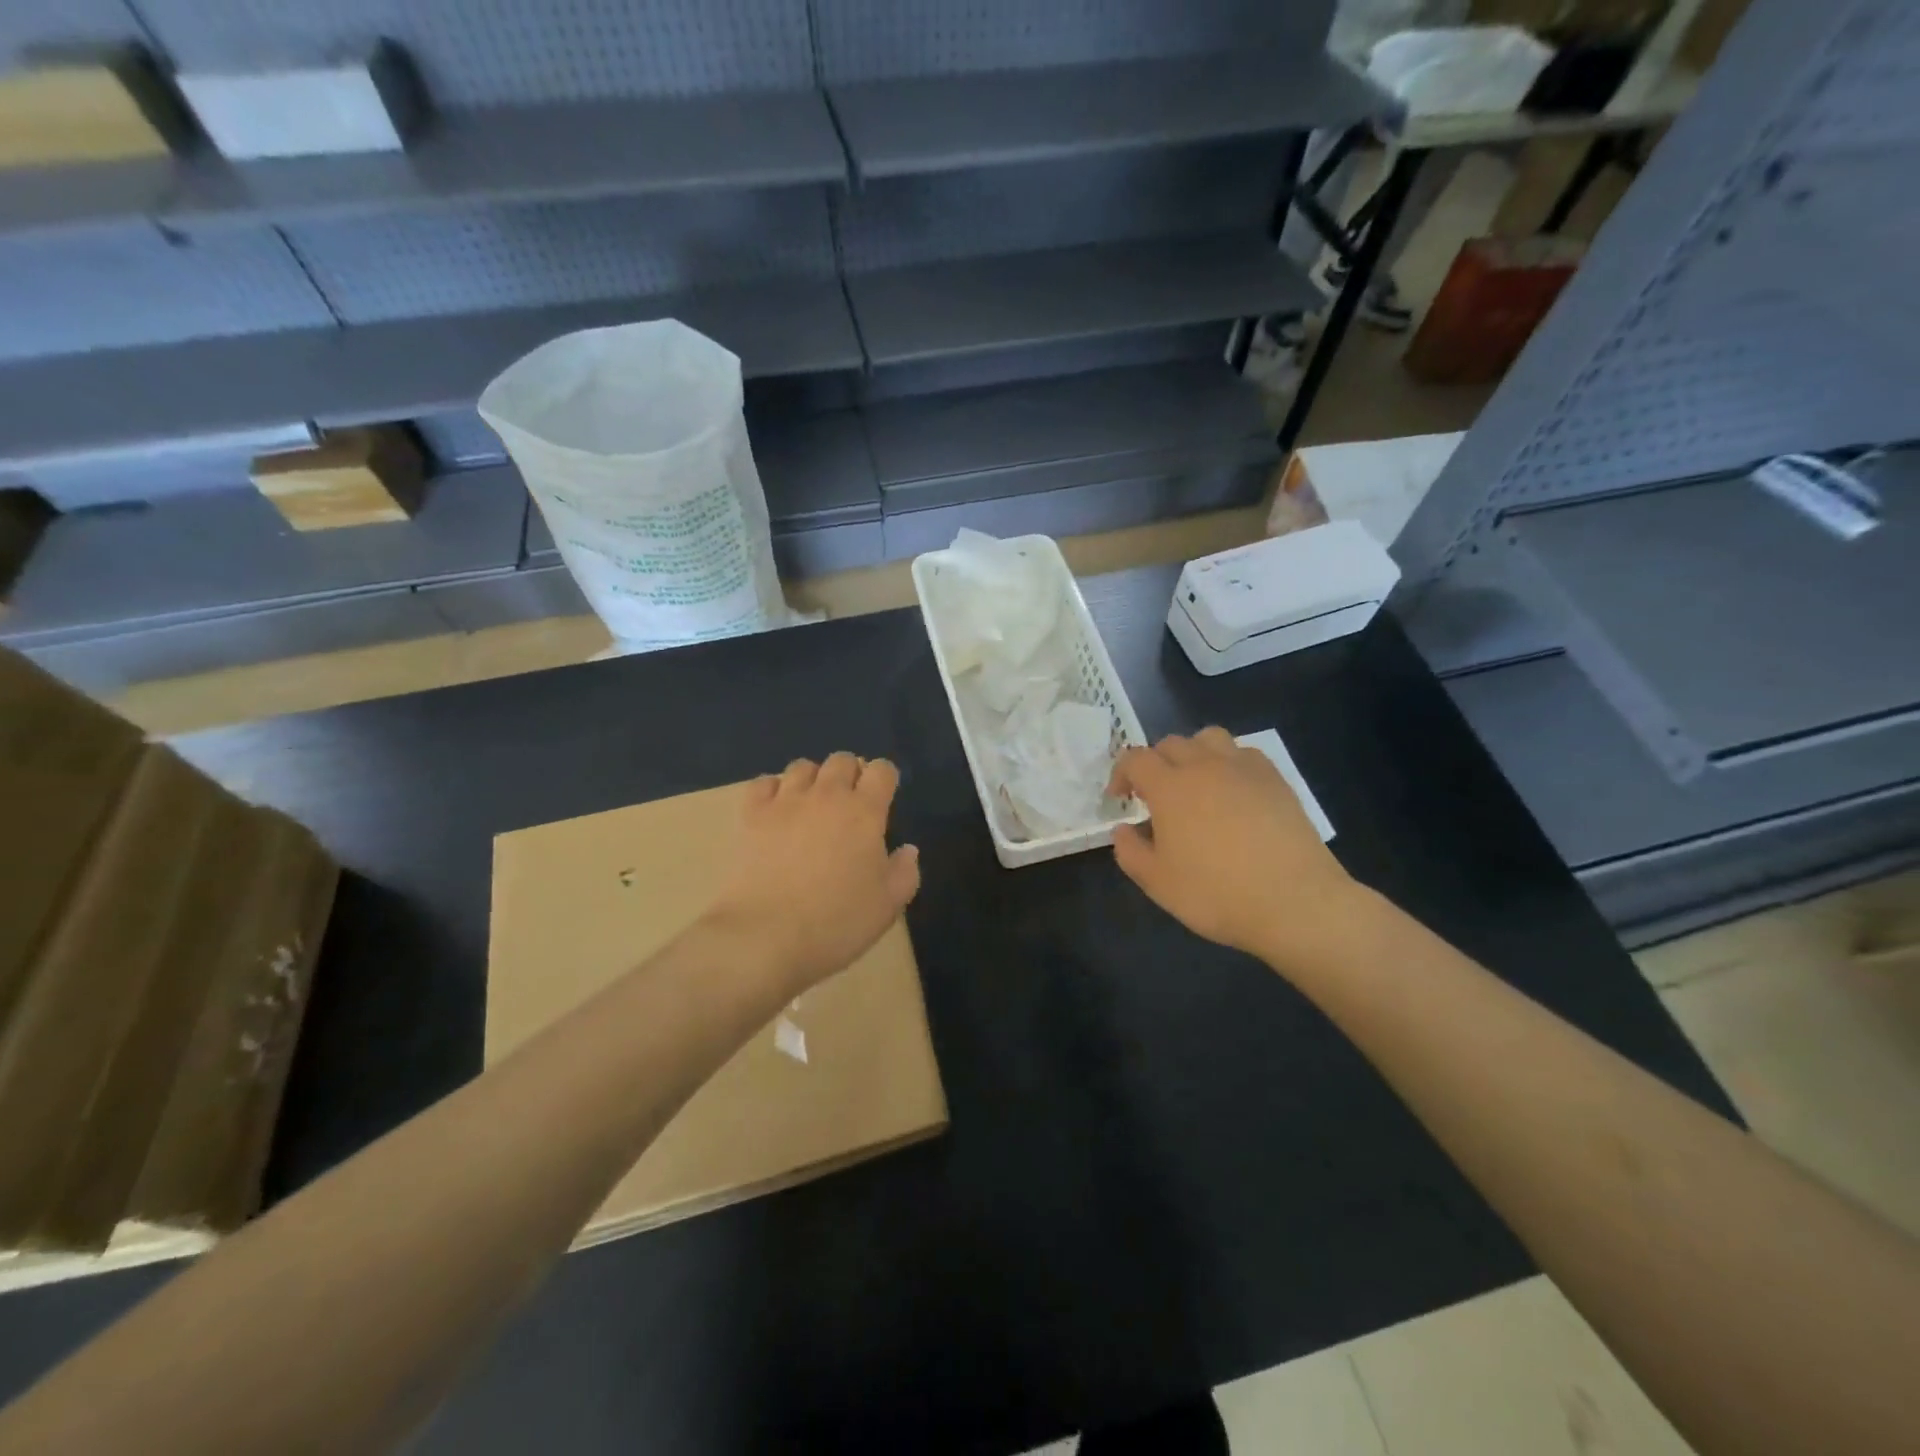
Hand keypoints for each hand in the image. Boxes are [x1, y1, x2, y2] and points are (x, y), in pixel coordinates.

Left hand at [705, 753, 920, 993]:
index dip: (885, 779)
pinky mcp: (751, 815)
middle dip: (850, 774)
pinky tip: (776, 811)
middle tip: (849, 805)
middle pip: (841, 760)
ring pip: (802, 766)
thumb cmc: (836, 924)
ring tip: (812, 806)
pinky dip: (773, 790)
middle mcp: (827, 796)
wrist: (765, 937)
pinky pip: (763, 783)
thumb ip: (904, 872)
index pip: (882, 770)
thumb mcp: (887, 907)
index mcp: (865, 812)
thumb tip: (907, 849)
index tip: (883, 800)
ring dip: (813, 779)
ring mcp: (785, 802)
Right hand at [1109, 728, 1357, 965]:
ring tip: (1195, 784)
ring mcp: (1243, 769)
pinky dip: (1228, 763)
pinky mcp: (1275, 779)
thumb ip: (1130, 851)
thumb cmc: (1216, 894)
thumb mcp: (1157, 883)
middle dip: (1155, 763)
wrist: (1294, 902)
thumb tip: (1123, 829)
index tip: (1120, 798)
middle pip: (1171, 743)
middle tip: (1155, 796)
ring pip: (1209, 738)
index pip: (1135, 759)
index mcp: (1170, 787)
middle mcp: (1204, 766)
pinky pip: (1244, 754)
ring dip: (1193, 753)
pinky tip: (1232, 793)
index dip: (1121, 773)